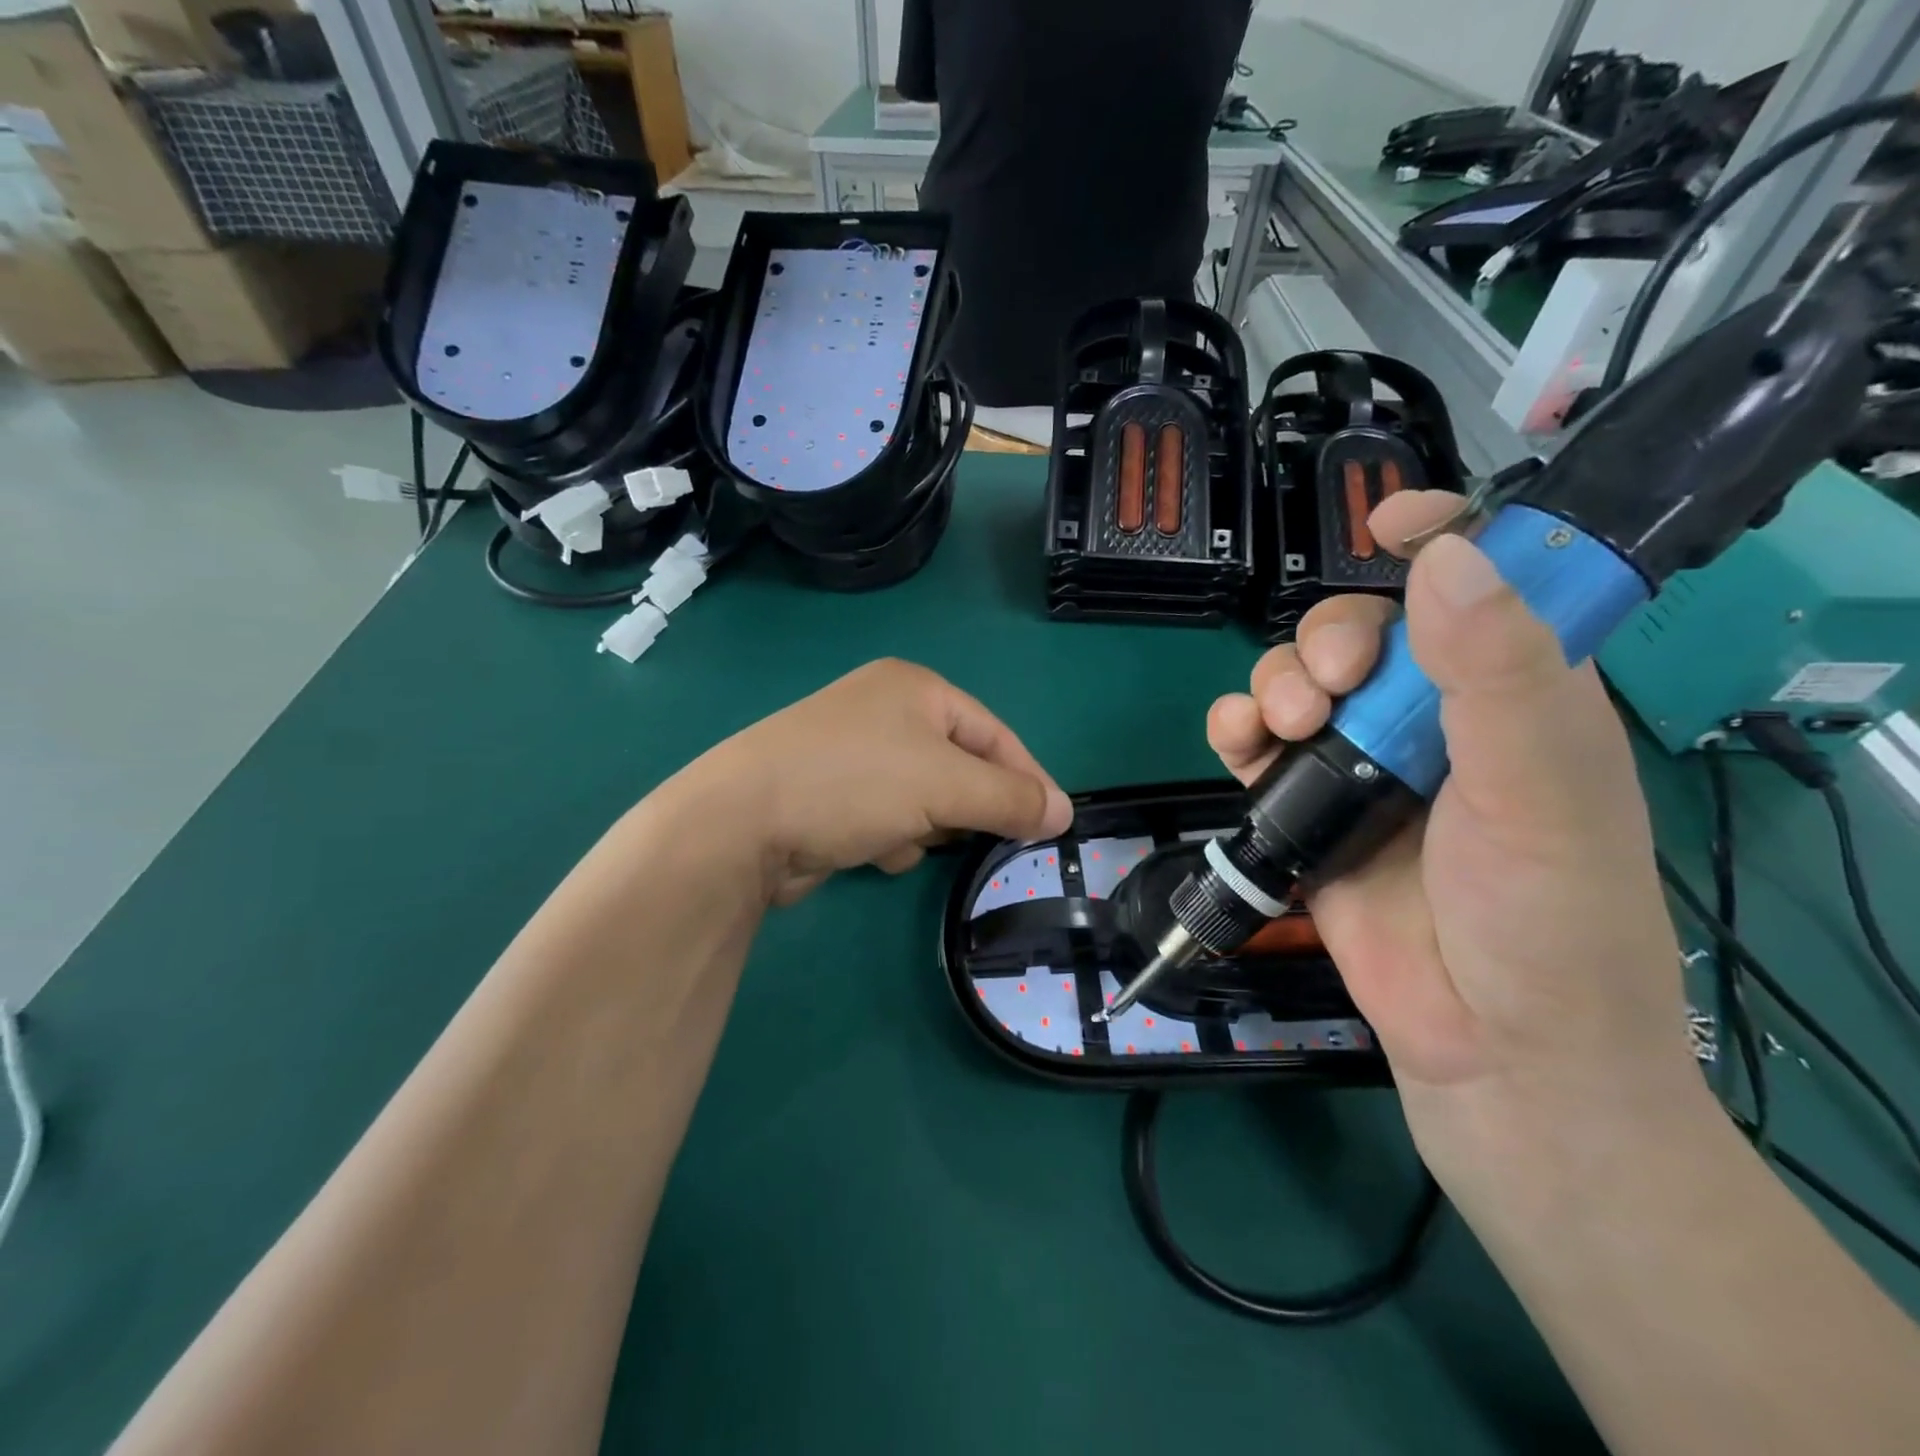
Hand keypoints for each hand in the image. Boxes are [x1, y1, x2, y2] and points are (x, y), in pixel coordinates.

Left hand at [690, 659, 1072, 906]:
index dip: (1027, 778)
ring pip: (924, 797)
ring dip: (926, 825)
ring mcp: (853, 752)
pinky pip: (888, 816)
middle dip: (966, 806)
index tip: (1054, 824)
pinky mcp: (831, 793)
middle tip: (979, 838)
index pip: (994, 733)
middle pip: (959, 765)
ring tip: (908, 839)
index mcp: (915, 689)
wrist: (741, 823)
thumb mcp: (945, 786)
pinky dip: (890, 837)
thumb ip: (1010, 798)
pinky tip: (872, 849)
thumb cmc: (855, 784)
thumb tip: (1064, 812)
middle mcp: (884, 711)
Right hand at [1208, 493, 1706, 1187]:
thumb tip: (1444, 556)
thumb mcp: (1541, 789)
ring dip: (1274, 684)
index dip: (1439, 539)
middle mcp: (1434, 720)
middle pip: (1361, 632)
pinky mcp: (1308, 809)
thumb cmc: (1545, 919)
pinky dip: (1235, 729)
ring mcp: (1363, 766)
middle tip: (1329, 687)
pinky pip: (1256, 745)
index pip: (1479, 586)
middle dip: (1328, 641)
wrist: (1489, 1048)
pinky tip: (1237, 741)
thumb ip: (1499, 672)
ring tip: (1282, 727)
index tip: (1386, 526)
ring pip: (1297, 682)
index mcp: (1515, 695)